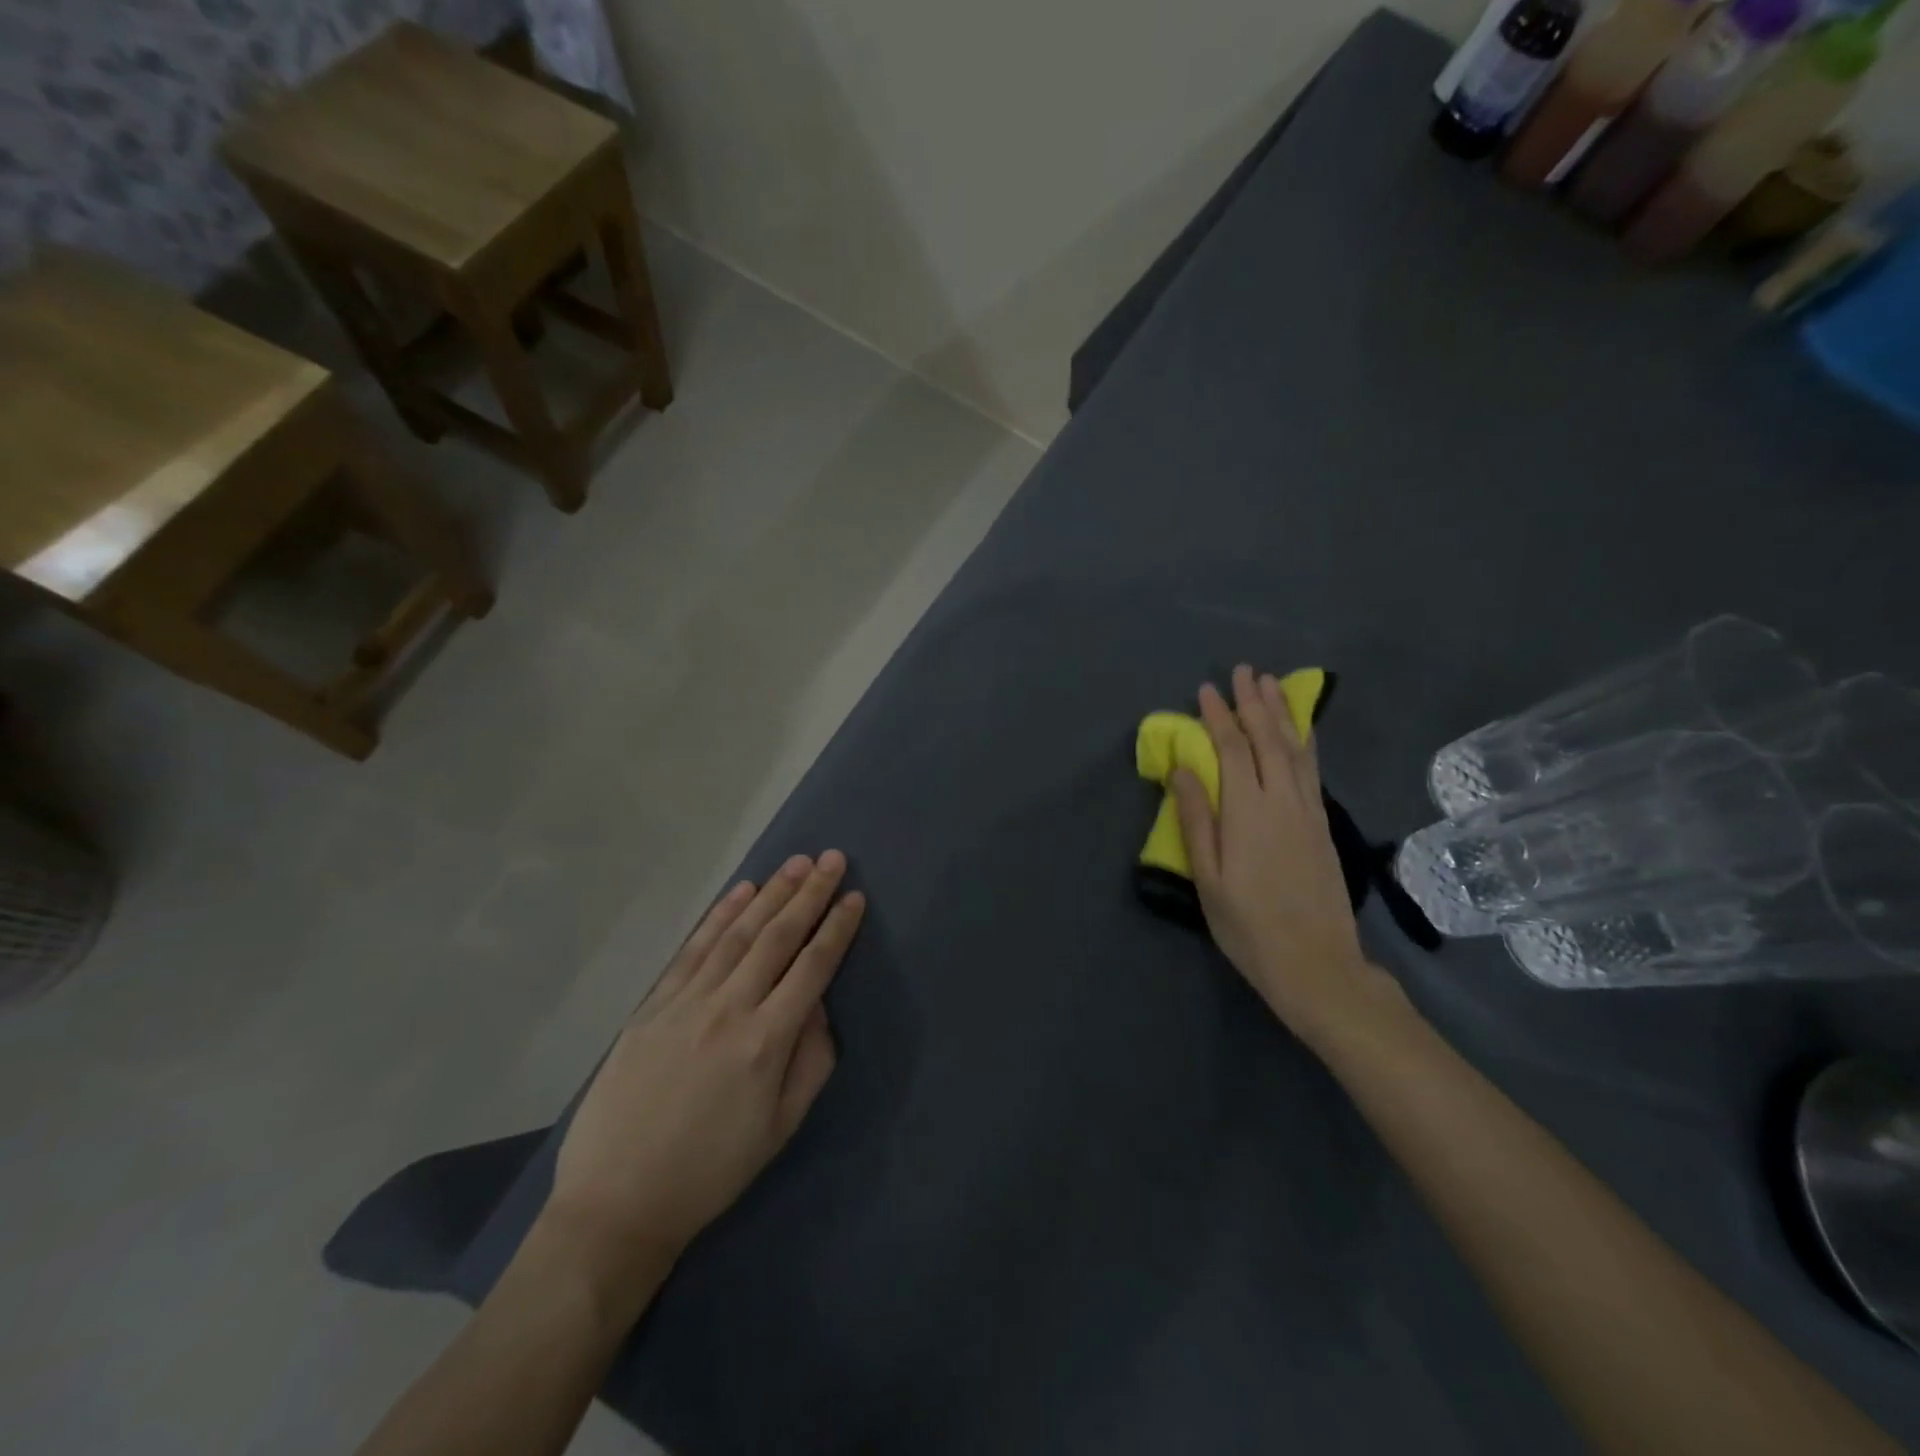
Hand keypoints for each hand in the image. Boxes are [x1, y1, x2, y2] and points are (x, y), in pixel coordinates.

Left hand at [544, 852, 864, 1311]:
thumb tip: (817, 1006)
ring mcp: (686, 1002)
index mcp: (766, 1042)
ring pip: (737, 934)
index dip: (837, 929)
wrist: (616, 1203)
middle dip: (809, 894)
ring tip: (796, 863)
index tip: (855, 897)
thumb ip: (810, 1061)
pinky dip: (720, 916)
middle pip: (778, 938)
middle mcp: (729, 1009)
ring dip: (770, 894)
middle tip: (832, 859)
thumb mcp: (780, 1129)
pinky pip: (693, 949)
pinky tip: (741, 893)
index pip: (812, 968)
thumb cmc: (710, 1172)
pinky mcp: (653, 1006)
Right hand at [1170, 665, 1403, 1051]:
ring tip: (1273, 685)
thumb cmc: (1248, 926)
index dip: (1218, 717)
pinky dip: (1305, 741)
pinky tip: (1302, 731)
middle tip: (1245, 671)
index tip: (1206, 690)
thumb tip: (1183, 769)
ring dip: (1283, 713)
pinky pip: (1313, 769)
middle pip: (1269, 739)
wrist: (1317, 965)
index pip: (1233, 749)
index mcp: (1249, 812)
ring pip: (1296, 749)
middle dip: (1255, 702)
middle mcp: (1284, 801)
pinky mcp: (1323, 825)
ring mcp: (1309, 811)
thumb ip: (1196, 819)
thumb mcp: (1208, 878)